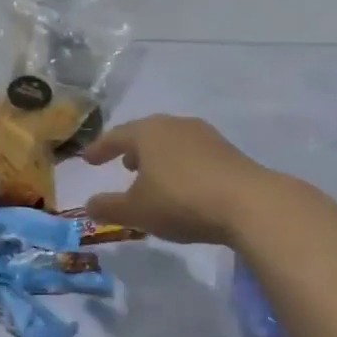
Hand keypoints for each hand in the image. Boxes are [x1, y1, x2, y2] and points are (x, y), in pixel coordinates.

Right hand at [80, 115, 278, 245]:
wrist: (249, 202)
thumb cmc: (182, 201)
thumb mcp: (137, 211)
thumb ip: (109, 207)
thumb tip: (88, 204)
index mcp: (147, 132)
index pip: (116, 136)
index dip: (100, 149)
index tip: (88, 159)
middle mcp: (174, 125)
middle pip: (145, 133)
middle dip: (131, 148)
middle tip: (121, 163)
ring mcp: (204, 135)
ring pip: (171, 141)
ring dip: (157, 156)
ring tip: (152, 174)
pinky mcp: (227, 150)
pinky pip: (192, 152)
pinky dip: (179, 163)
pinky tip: (183, 183)